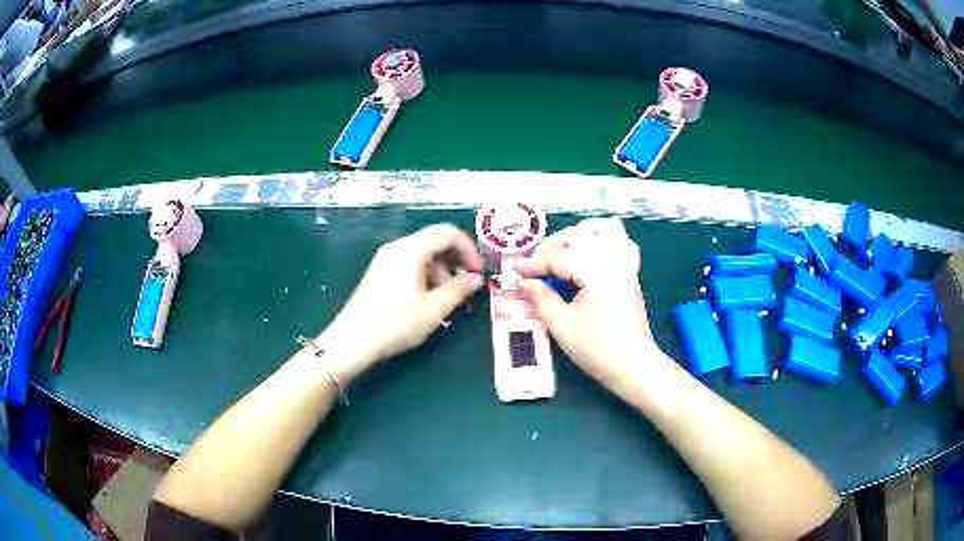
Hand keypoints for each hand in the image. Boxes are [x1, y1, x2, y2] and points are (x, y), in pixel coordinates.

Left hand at [319, 224, 484, 379]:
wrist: (353, 341)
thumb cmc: (396, 323)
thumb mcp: (433, 309)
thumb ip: (458, 289)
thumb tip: (477, 278)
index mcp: (411, 249)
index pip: (447, 233)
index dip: (468, 248)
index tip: (479, 271)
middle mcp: (397, 247)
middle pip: (434, 242)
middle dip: (455, 262)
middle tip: (467, 287)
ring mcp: (385, 259)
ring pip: (422, 255)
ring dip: (441, 272)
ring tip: (447, 300)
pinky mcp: (379, 273)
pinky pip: (409, 264)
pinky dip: (425, 276)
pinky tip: (428, 301)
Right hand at [516, 218, 664, 390]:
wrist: (633, 365)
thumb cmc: (598, 350)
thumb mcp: (562, 327)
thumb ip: (542, 299)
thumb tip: (526, 281)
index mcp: (596, 272)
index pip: (558, 258)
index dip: (533, 263)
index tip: (513, 269)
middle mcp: (613, 260)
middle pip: (579, 236)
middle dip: (552, 246)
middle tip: (535, 267)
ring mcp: (626, 264)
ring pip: (606, 229)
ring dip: (582, 233)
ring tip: (564, 250)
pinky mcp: (632, 273)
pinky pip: (622, 243)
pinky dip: (605, 241)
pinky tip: (592, 255)